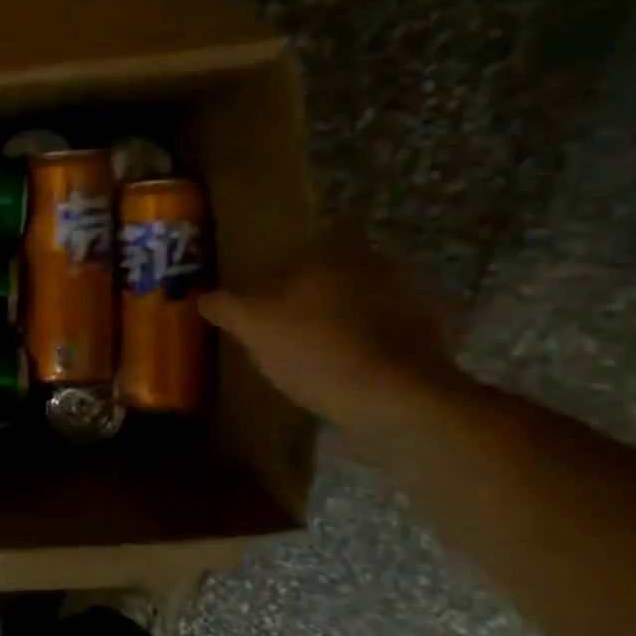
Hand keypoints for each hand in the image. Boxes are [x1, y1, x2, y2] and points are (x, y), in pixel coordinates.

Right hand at [200, 229, 461, 430]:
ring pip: (367, 300)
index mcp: (336, 252)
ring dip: (346, 318)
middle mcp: (379, 265)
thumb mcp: (252, 326)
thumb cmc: (314, 347)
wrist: (395, 397)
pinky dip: (370, 344)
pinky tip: (346, 370)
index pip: (318, 238)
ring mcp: (412, 301)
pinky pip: (389, 332)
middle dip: (320, 290)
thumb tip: (204, 296)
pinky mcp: (431, 338)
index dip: (296, 259)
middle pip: (343, 270)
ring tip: (316, 349)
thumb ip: (226, 306)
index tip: (277, 283)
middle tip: (290, 318)